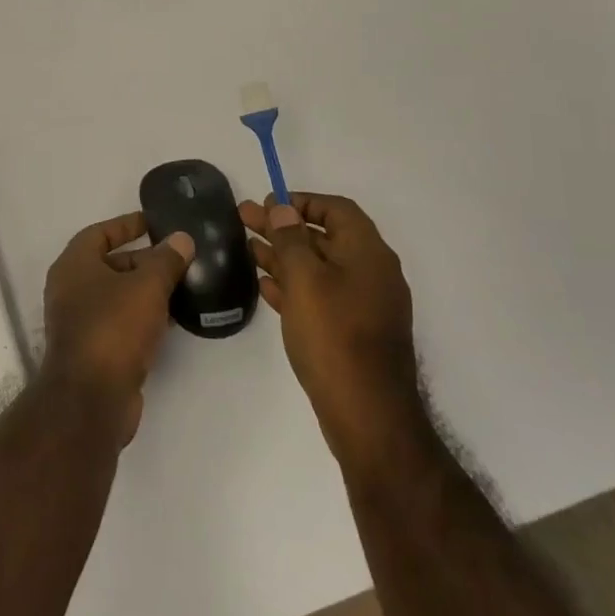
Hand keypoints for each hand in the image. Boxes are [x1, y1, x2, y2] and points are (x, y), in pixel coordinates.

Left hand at [42, 211, 194, 444]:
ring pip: (117, 295)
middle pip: (109, 264)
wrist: (91, 398)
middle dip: (143, 260)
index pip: (100, 233)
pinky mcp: (93, 350)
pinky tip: (172, 319)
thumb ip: (166, 260)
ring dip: (145, 290)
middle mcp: (70, 289)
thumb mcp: (147, 286)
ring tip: (182, 285)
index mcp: (74, 264)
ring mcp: (79, 321)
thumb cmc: (114, 327)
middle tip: (178, 258)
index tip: (154, 222)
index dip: (127, 225)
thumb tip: (181, 239)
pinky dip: (142, 316)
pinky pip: (120, 322)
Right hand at [242, 193, 421, 468]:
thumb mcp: (305, 279)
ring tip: (247, 248)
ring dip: (283, 255)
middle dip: (283, 227)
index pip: (336, 209)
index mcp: (367, 252)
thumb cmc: (334, 335)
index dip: (302, 201)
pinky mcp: (353, 332)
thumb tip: (283, 208)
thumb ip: (290, 239)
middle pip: (323, 237)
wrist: (368, 414)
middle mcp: (371, 273)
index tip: (268, 204)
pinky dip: (293, 286)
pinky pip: (320, 296)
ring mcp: (363, 304)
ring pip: (318, 267)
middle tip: (243, 218)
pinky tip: (265, 286)